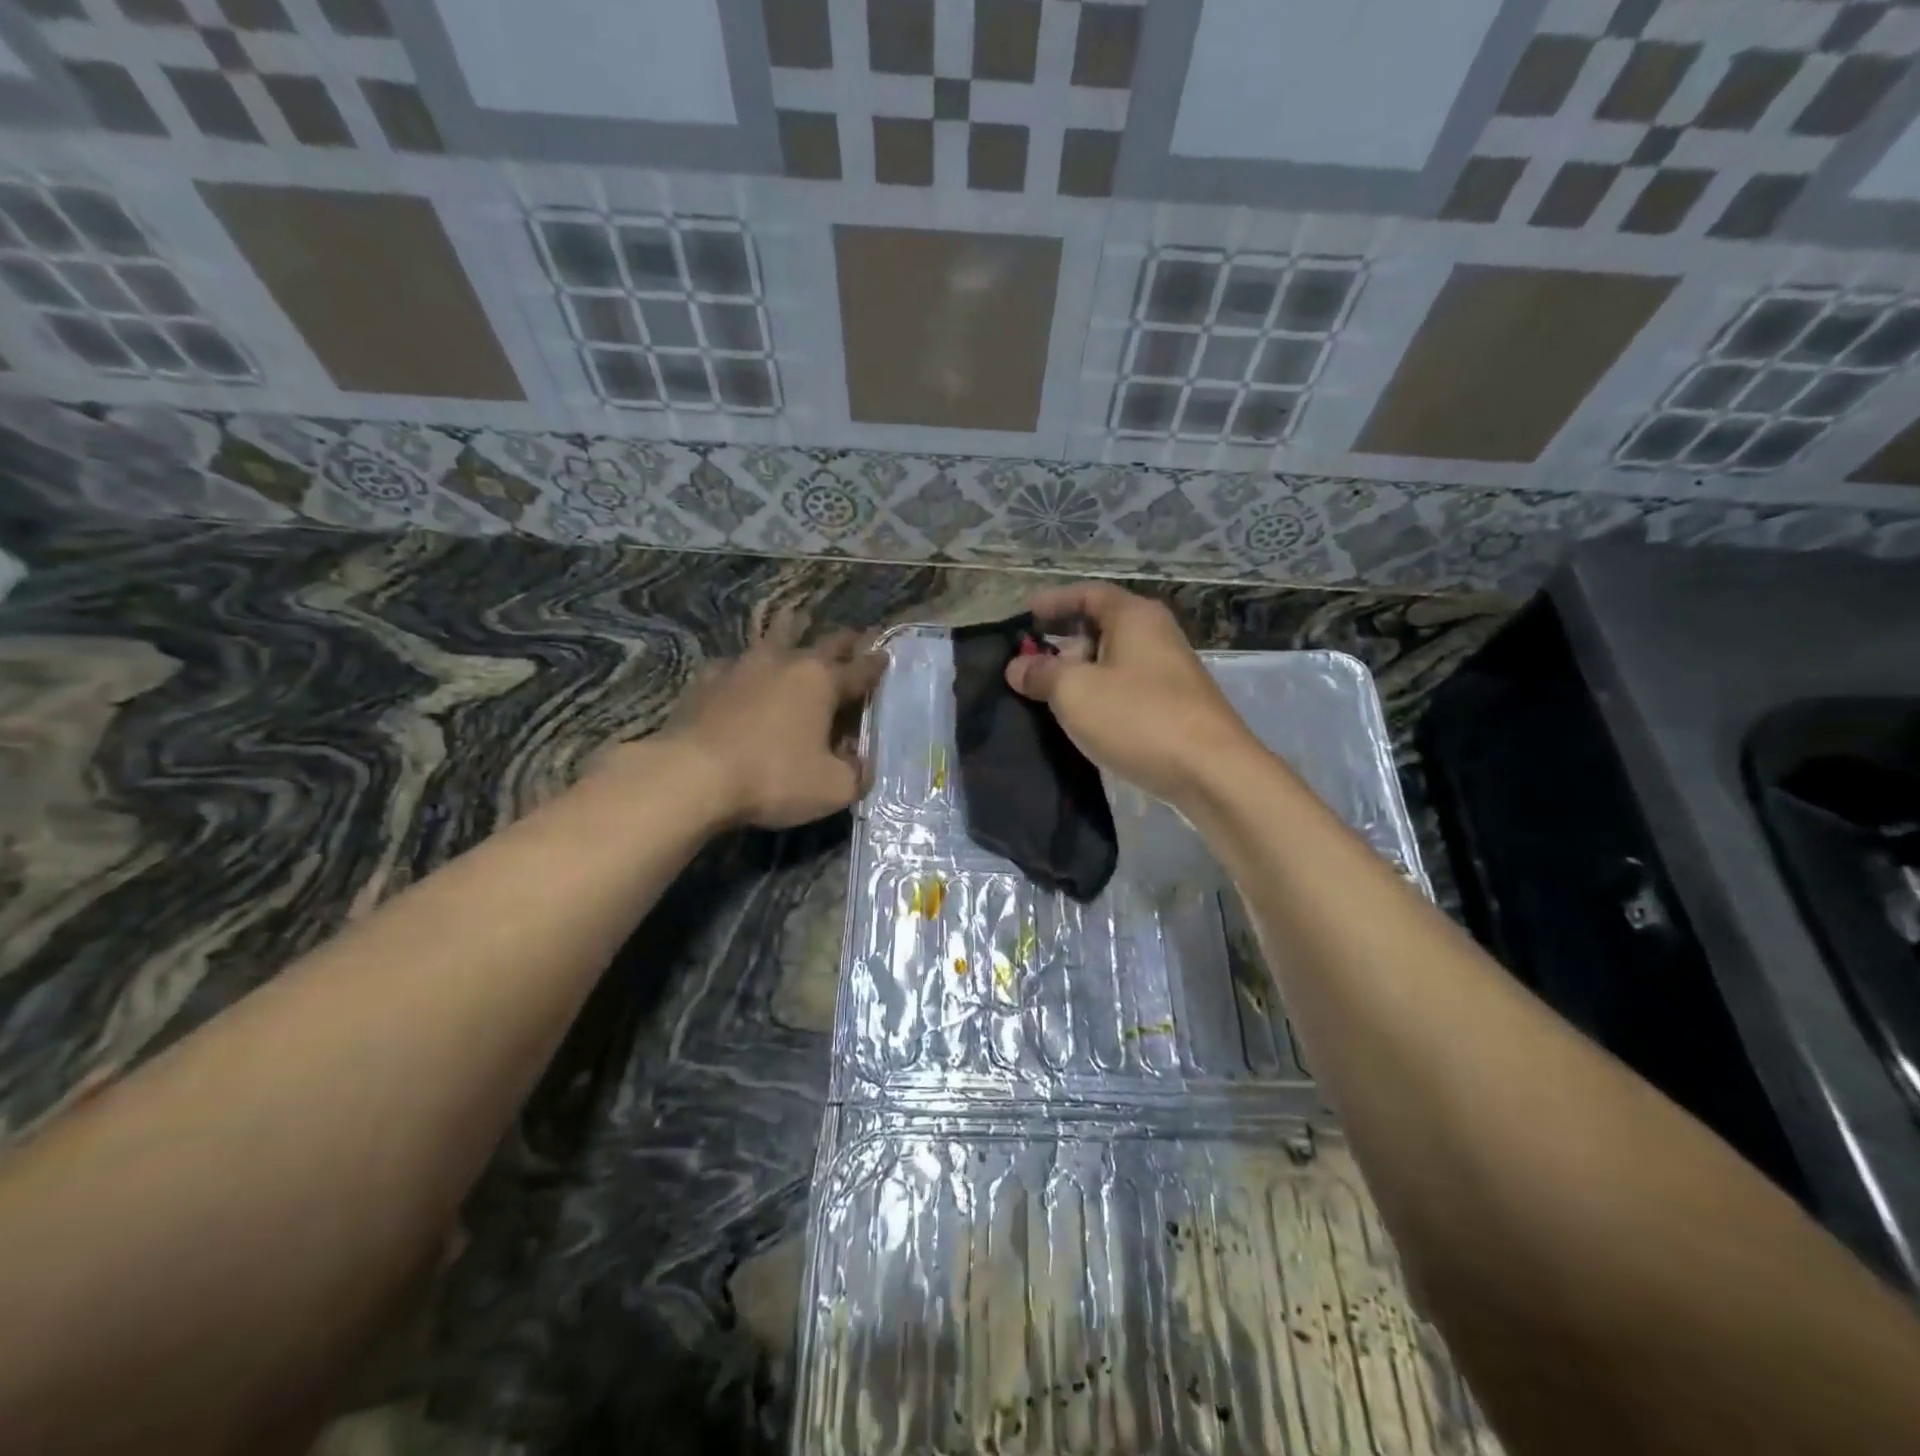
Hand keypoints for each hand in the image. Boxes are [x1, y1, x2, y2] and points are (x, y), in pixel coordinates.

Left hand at [652, 608, 885, 828]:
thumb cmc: (773, 778)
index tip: (886, 656)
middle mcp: (786, 664)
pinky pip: (732, 663)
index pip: (859, 670)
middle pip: (822, 642)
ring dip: (789, 628)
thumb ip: (855, 774)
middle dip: (843, 640)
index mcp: (822, 683)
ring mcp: (743, 667)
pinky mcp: (707, 680)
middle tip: (854, 635)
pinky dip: (743, 665)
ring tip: (794, 618)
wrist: (693, 775)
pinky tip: (738, 671)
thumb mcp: (832, 788)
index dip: (876, 665)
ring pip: (773, 637)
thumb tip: (860, 763)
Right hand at [1005, 583, 1262, 805]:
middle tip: (1027, 666)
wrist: (1210, 772)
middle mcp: (1156, 635)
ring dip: (1078, 674)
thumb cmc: (1138, 718)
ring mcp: (1169, 672)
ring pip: (1113, 662)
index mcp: (1135, 616)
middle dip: (1061, 643)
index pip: (1087, 593)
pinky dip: (1099, 696)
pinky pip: (1126, 689)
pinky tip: (1080, 720)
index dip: (1052, 602)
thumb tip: (1017, 667)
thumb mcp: (1075, 692)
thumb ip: (1041, 674)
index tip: (1023, 618)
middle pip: (1100, 626)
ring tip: (1045, 696)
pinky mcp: (1174, 706)